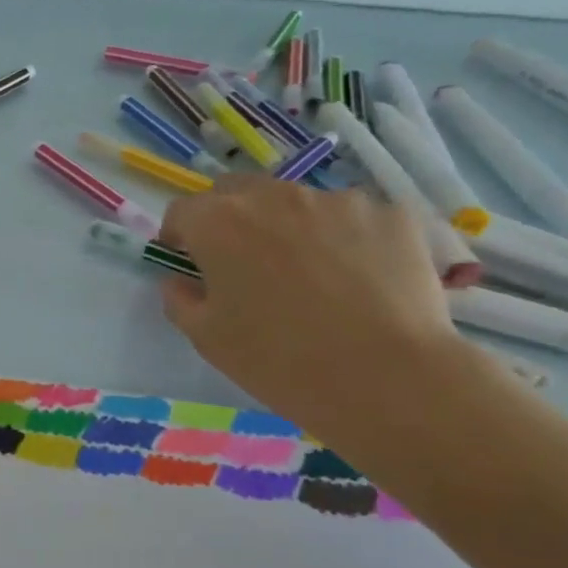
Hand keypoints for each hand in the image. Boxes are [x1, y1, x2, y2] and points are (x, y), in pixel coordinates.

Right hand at [158, 175, 459, 429]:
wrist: (385, 376)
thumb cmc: (276, 358)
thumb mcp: (205, 336)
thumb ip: (179, 298)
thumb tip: (181, 280)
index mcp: (219, 223)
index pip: (182, 210)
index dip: (178, 235)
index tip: (185, 262)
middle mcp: (275, 197)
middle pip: (237, 191)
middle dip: (227, 218)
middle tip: (238, 262)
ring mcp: (338, 201)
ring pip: (296, 203)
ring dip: (285, 226)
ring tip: (305, 273)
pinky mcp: (390, 215)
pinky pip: (351, 218)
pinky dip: (341, 239)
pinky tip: (353, 279)